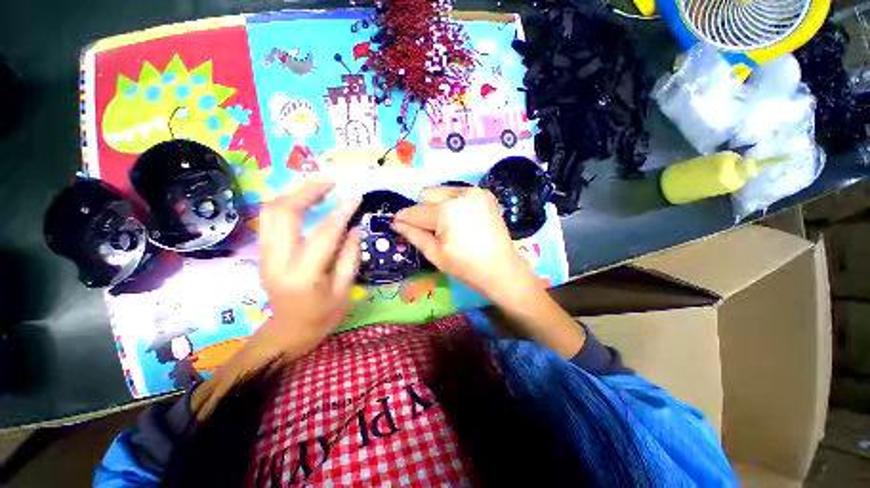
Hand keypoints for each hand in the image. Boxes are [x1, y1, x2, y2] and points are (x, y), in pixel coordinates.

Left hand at [194, 181, 360, 418]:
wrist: (288, 331)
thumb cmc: (322, 316)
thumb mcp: (345, 290)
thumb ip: (350, 256)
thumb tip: (354, 226)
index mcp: (303, 275)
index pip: (323, 233)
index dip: (341, 212)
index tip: (355, 197)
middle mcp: (277, 261)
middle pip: (283, 212)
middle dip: (307, 191)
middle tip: (331, 182)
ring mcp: (264, 255)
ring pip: (270, 211)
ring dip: (294, 194)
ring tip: (319, 188)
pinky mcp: (262, 252)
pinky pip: (270, 219)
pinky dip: (287, 204)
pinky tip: (305, 201)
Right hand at [392, 186, 540, 303]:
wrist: (501, 269)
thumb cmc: (466, 266)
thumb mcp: (435, 254)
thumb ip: (414, 234)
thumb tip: (397, 222)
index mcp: (447, 210)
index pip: (416, 211)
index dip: (404, 218)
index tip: (398, 224)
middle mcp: (461, 193)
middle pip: (427, 193)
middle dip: (423, 210)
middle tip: (431, 230)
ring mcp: (476, 191)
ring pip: (443, 191)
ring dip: (438, 205)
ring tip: (448, 226)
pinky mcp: (485, 194)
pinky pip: (459, 193)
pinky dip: (453, 204)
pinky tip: (461, 220)